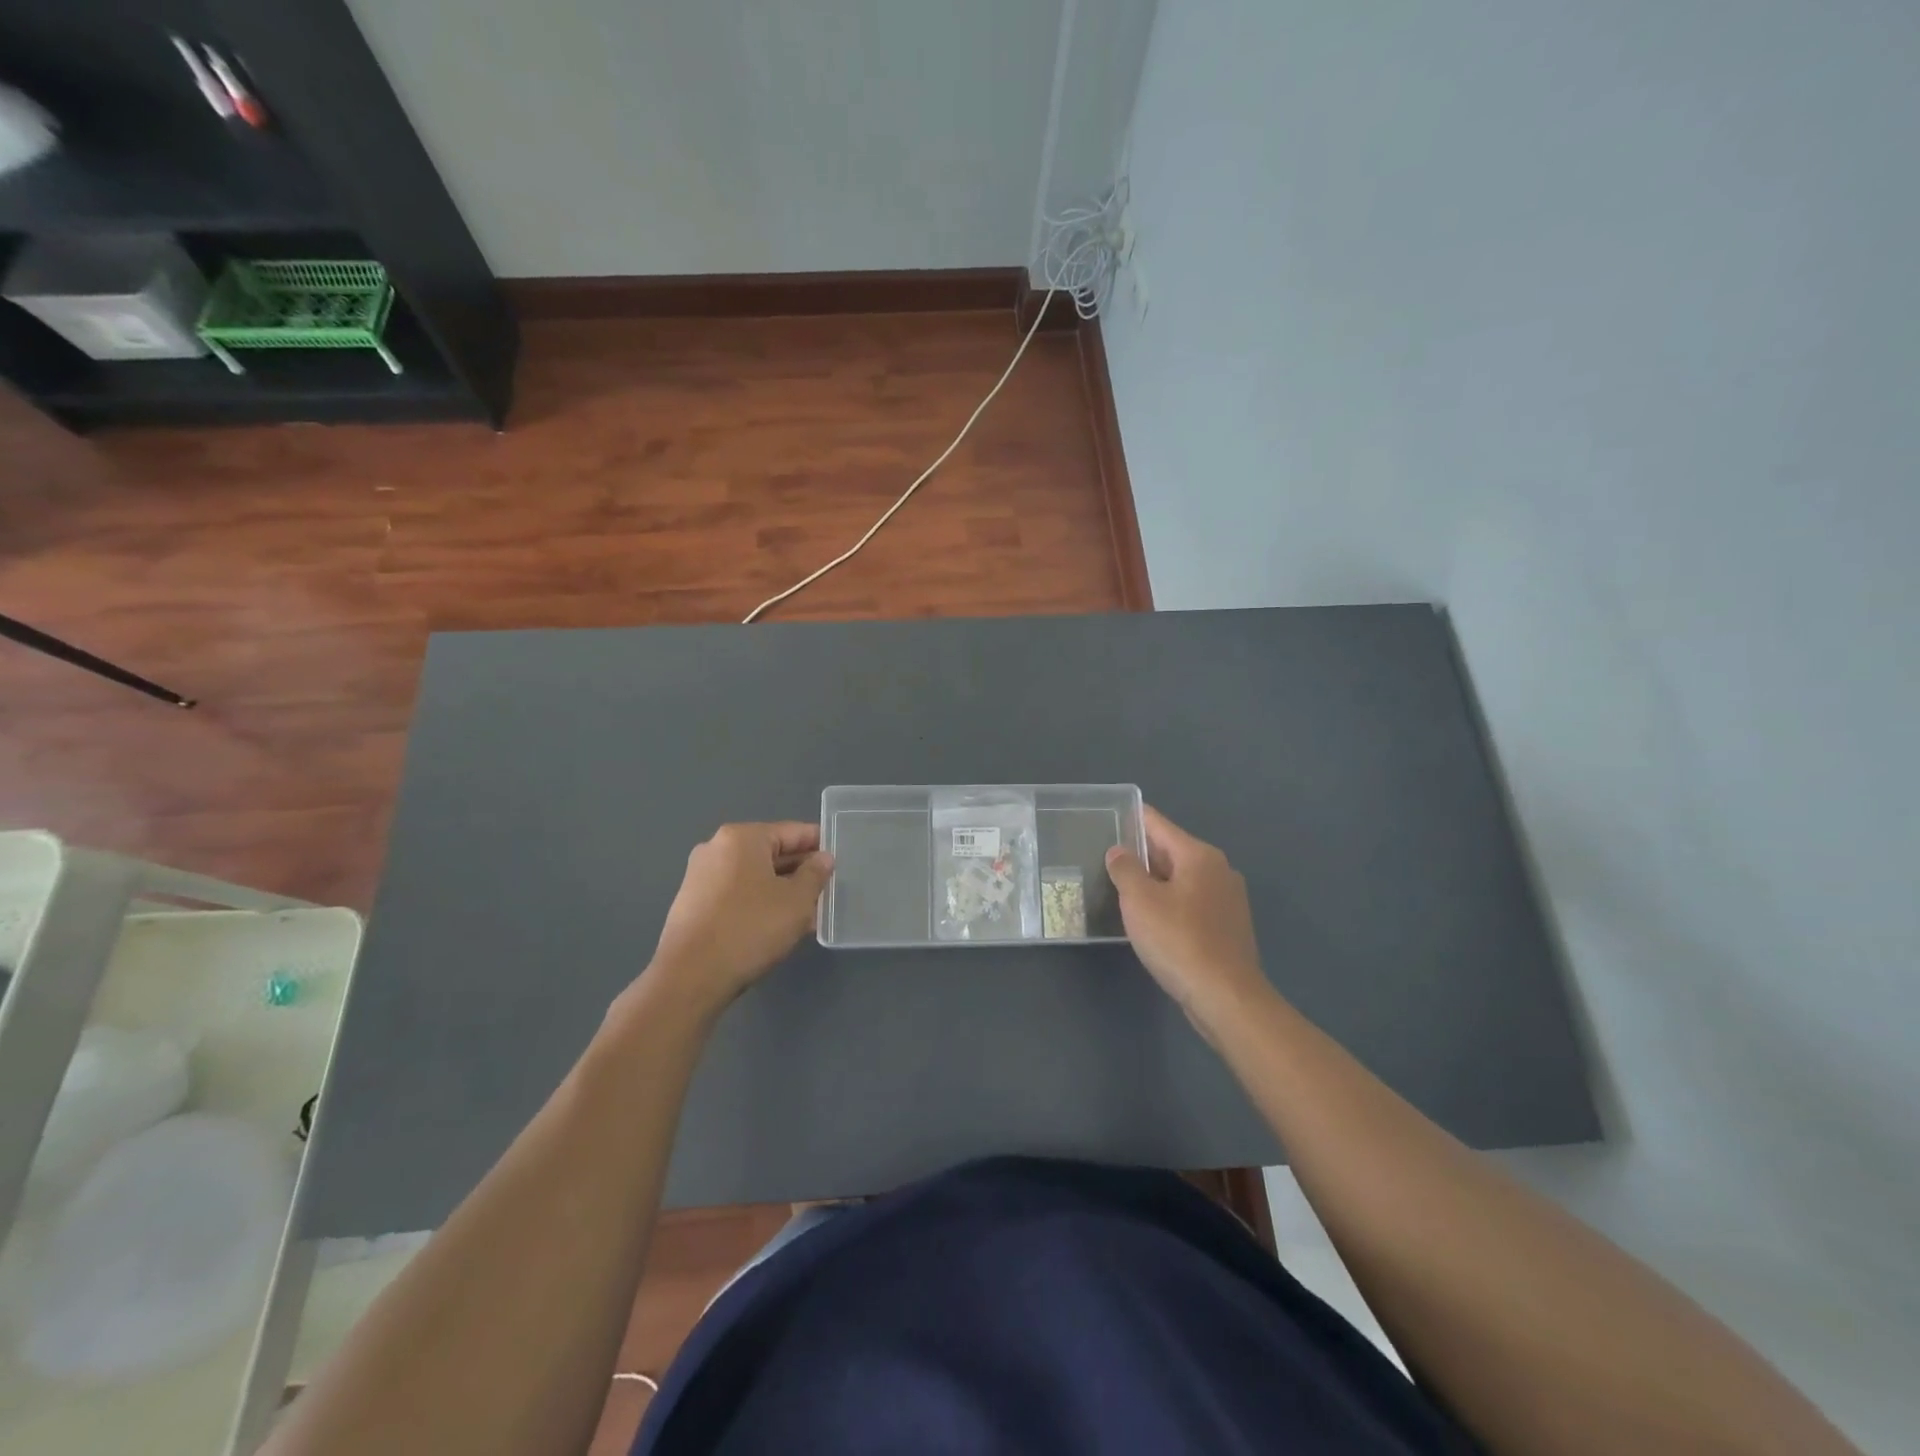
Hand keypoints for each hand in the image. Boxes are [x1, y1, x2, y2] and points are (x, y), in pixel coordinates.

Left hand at [647, 822, 833, 1011]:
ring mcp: (700, 876)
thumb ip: (815, 874)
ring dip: (781, 891)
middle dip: (800, 872)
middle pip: (770, 853)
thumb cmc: (750, 928)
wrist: (690, 976)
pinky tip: (776, 927)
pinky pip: (736, 895)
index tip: (840, 860)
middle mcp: (716, 848)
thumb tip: (822, 858)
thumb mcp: (797, 900)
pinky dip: (758, 904)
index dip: (819, 845)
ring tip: (807, 914)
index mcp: (742, 838)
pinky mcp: (692, 904)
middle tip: (827, 891)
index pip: (792, 832)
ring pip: (754, 877)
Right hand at [1105, 806, 1272, 1030]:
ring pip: (1181, 879)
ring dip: (1154, 882)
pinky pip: (1191, 903)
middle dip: (1140, 855)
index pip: (1158, 824)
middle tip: (1106, 859)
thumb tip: (1119, 851)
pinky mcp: (1228, 927)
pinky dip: (1169, 903)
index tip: (1107, 818)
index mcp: (1199, 856)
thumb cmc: (1179, 940)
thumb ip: (1125, 869)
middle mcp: (1218, 870)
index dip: (1132, 819)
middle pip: (1171, 851)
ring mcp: (1227, 900)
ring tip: (1121, 889)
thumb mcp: (1140, 901)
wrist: (1225, 997)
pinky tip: (1150, 920)